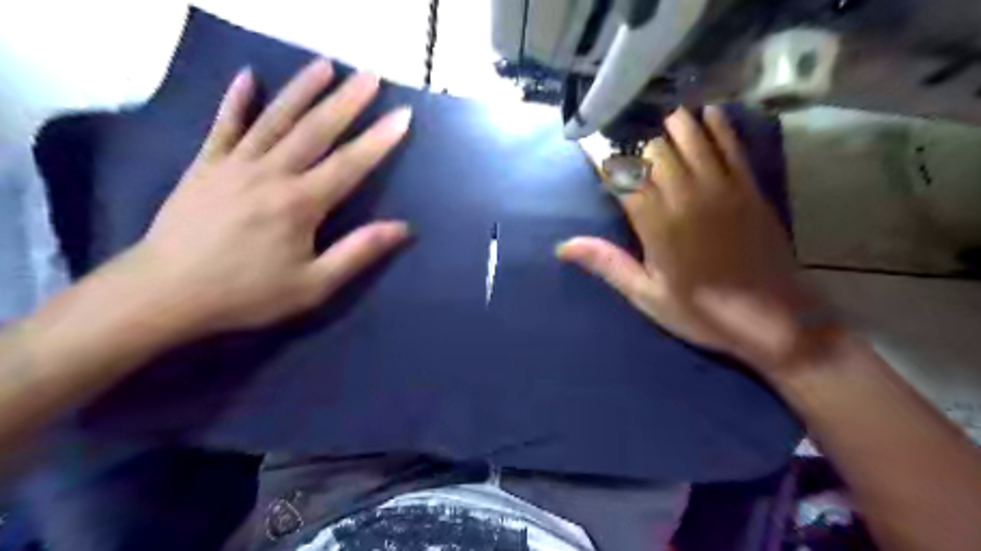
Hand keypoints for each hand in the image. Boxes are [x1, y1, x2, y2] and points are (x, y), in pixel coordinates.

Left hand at [122, 57, 411, 335]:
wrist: (165, 293)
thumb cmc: (247, 293)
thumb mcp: (313, 286)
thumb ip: (358, 253)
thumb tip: (402, 228)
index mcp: (300, 203)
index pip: (349, 164)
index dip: (379, 139)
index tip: (402, 115)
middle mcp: (270, 173)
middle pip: (315, 130)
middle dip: (347, 101)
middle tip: (371, 75)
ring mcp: (234, 164)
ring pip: (275, 119)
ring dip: (302, 90)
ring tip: (326, 65)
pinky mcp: (206, 166)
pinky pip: (224, 126)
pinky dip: (236, 100)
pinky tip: (247, 76)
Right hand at [559, 105, 821, 375]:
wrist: (776, 320)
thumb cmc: (703, 312)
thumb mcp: (648, 295)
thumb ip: (608, 263)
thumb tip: (563, 246)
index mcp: (657, 223)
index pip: (622, 176)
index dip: (604, 160)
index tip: (592, 152)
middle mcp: (687, 194)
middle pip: (654, 149)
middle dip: (636, 148)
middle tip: (629, 157)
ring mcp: (722, 185)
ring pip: (691, 134)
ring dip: (671, 127)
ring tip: (660, 132)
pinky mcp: (748, 184)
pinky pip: (729, 141)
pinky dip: (715, 124)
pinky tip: (705, 117)